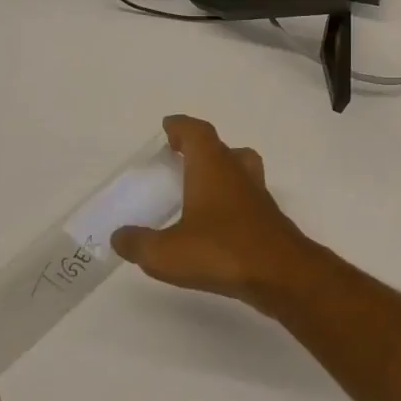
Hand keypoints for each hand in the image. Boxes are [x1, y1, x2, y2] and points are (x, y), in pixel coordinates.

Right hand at [111, 115, 314, 305]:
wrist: (281, 272)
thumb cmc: (221, 251)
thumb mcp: (165, 252)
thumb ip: (138, 243)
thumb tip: (120, 236)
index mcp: (214, 168)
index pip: (199, 133)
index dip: (182, 127)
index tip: (168, 127)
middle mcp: (239, 174)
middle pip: (223, 148)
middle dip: (201, 149)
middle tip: (180, 158)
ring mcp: (258, 195)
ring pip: (240, 170)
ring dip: (220, 172)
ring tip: (196, 189)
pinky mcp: (268, 218)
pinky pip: (246, 197)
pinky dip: (230, 200)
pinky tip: (215, 223)